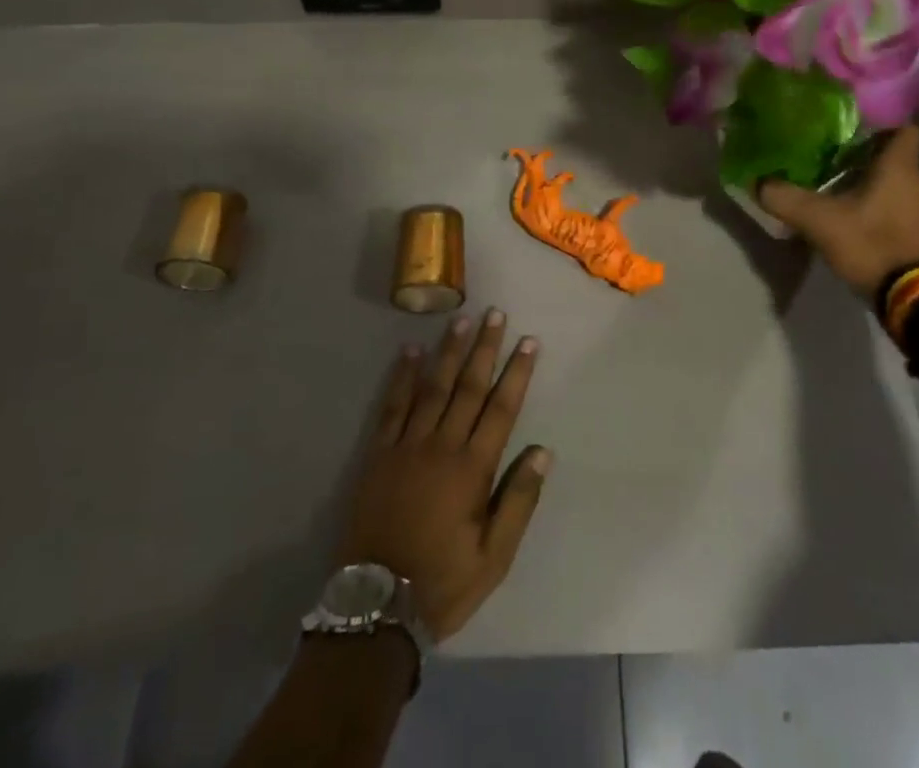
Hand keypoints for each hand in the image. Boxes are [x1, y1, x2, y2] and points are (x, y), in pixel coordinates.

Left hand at [339, 310, 550, 641]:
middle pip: (468, 387)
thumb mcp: (494, 557)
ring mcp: (407, 446)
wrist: (375, 605)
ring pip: (433, 387)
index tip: (529, 342)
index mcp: (473, 469)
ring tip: (461, 319)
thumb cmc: (443, 582)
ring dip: (448, 351)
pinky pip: (393, 406)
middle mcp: (442, 446)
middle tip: (495, 314)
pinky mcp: (379, 454)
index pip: (501, 408)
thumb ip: (519, 501)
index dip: (517, 373)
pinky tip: (410, 351)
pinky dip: (402, 377)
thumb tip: (543, 452)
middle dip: (485, 348)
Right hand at [758, 126, 918, 300]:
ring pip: (896, 184)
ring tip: (836, 189)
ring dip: (871, 185)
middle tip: (829, 158)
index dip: (880, 124)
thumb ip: (785, 198)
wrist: (917, 300)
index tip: (850, 127)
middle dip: (864, 156)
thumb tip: (756, 182)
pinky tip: (853, 220)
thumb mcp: (819, 221)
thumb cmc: (872, 244)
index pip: (902, 128)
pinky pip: (900, 209)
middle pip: (894, 157)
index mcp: (900, 167)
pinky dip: (880, 208)